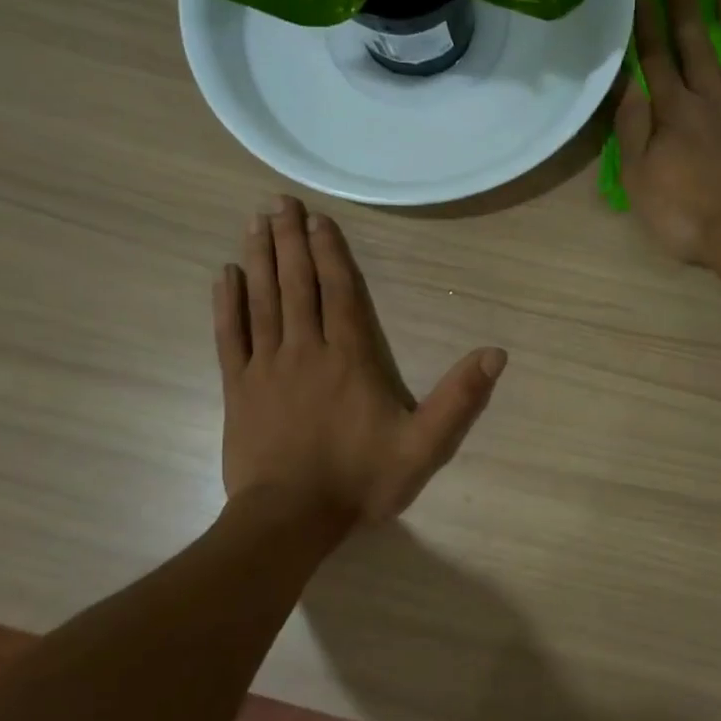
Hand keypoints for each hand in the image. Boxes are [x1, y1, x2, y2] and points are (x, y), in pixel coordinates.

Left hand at [215, 196, 505, 524]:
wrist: (291, 519)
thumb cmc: (359, 481)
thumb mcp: (424, 446)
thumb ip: (459, 399)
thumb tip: (496, 354)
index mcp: (350, 358)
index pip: (340, 293)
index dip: (330, 254)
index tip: (318, 220)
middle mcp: (306, 350)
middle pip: (297, 285)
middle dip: (290, 240)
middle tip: (279, 201)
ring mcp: (267, 367)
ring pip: (262, 300)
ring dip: (259, 259)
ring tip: (256, 222)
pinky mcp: (239, 389)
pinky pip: (231, 336)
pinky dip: (227, 303)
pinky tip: (224, 275)